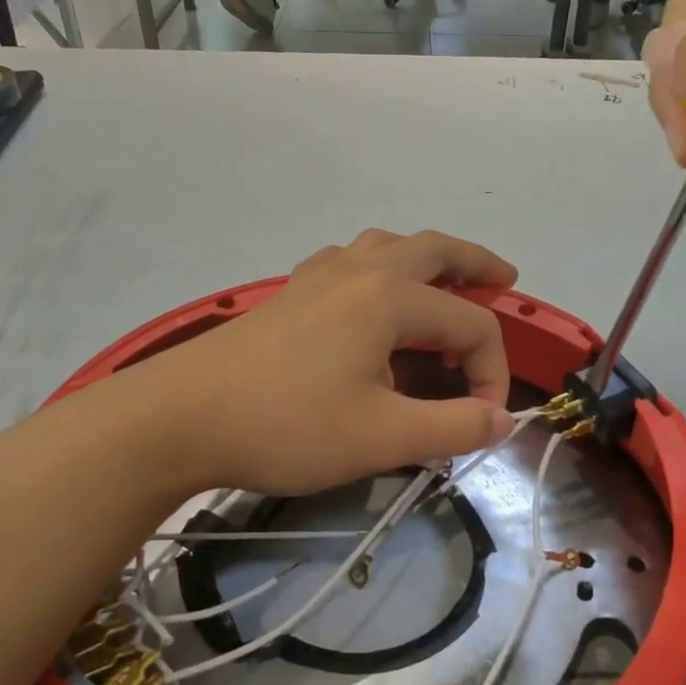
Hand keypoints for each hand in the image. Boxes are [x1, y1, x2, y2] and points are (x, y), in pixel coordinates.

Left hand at [144, 230, 518, 495]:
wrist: (181, 418)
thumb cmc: (288, 425)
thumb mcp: (383, 437)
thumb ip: (453, 427)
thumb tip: (501, 419)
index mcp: (391, 297)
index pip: (470, 325)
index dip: (491, 372)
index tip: (481, 421)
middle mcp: (360, 272)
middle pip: (434, 249)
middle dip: (476, 264)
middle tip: (505, 279)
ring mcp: (318, 278)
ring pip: (386, 246)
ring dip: (425, 260)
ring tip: (442, 285)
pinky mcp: (289, 295)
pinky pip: (348, 263)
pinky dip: (377, 270)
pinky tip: (368, 301)